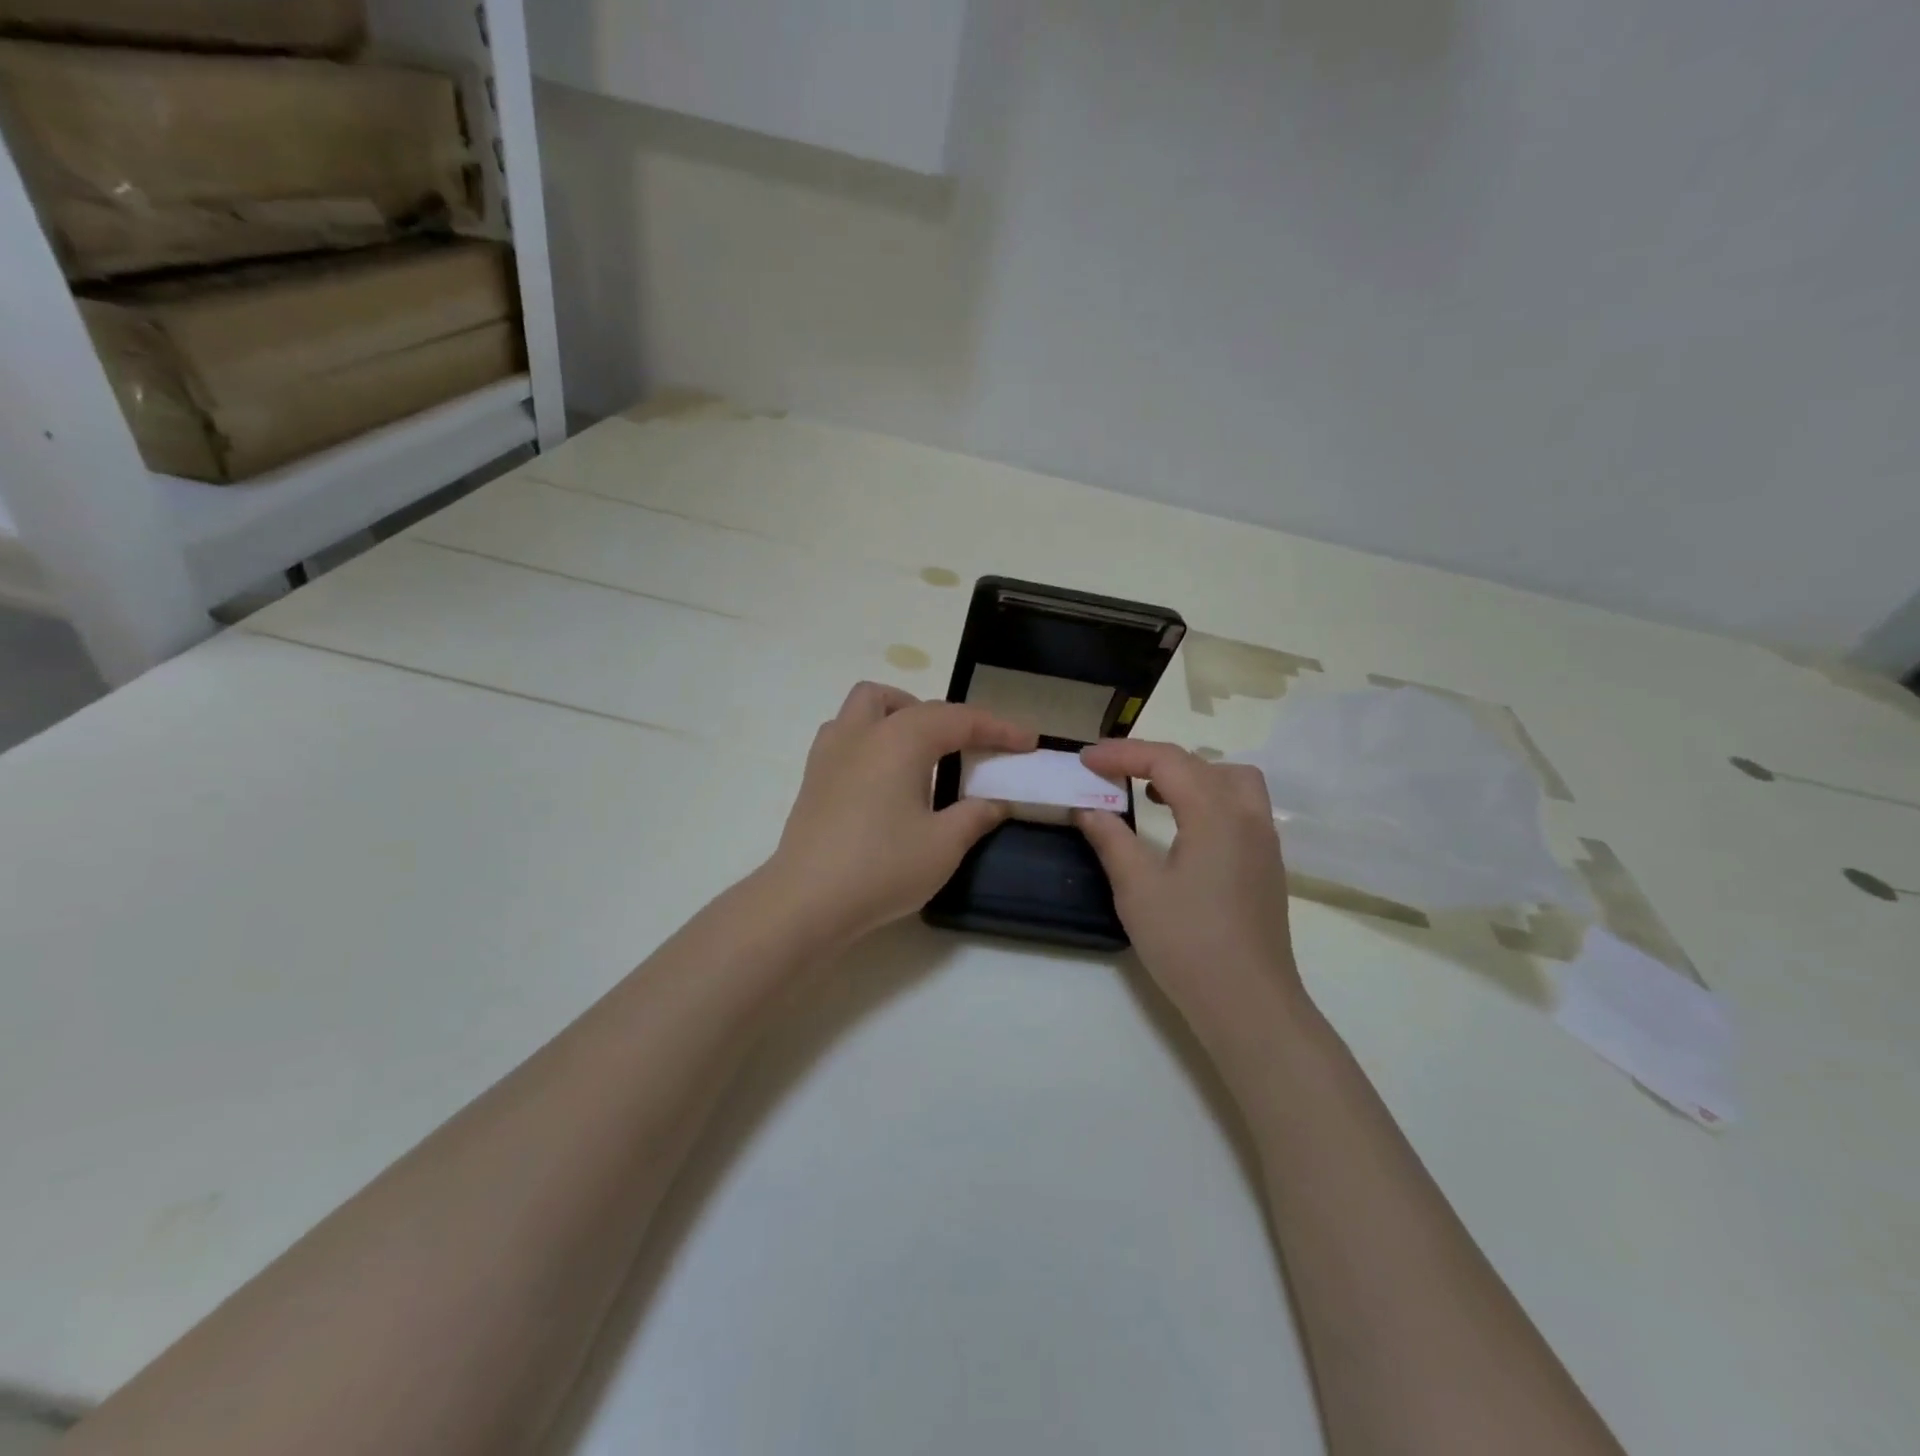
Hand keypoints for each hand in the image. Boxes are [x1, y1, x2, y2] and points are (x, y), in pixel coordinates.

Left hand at [762, 682, 1036, 950]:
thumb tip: (995, 802)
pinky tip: (883, 775)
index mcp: (900, 740)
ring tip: (922, 752)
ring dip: (900, 716)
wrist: (806, 901)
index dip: (998, 727)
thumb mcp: (944, 845)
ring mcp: (831, 752)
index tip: (1028, 740)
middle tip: (970, 749)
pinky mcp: (813, 776)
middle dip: (946, 717)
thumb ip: (976, 815)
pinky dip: (873, 738)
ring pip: (866, 707)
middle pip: (909, 702)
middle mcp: (863, 733)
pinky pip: (846, 733)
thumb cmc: (881, 867)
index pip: (958, 719)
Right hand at [1075, 739, 1308, 1038]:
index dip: (1122, 753)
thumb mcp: (1137, 888)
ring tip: (1153, 794)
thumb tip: (1089, 809)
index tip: (1085, 759)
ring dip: (1190, 776)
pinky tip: (1184, 829)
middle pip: (1201, 764)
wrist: (1249, 1004)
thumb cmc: (1188, 943)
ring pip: (1231, 781)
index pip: (1167, 761)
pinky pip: (1241, 808)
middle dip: (1153, 759)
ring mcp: (1264, 842)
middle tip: (1114, 773)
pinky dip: (1208, 798)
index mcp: (1216, 813)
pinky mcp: (1267, 866)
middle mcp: (1248, 816)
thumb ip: (1111, 839)